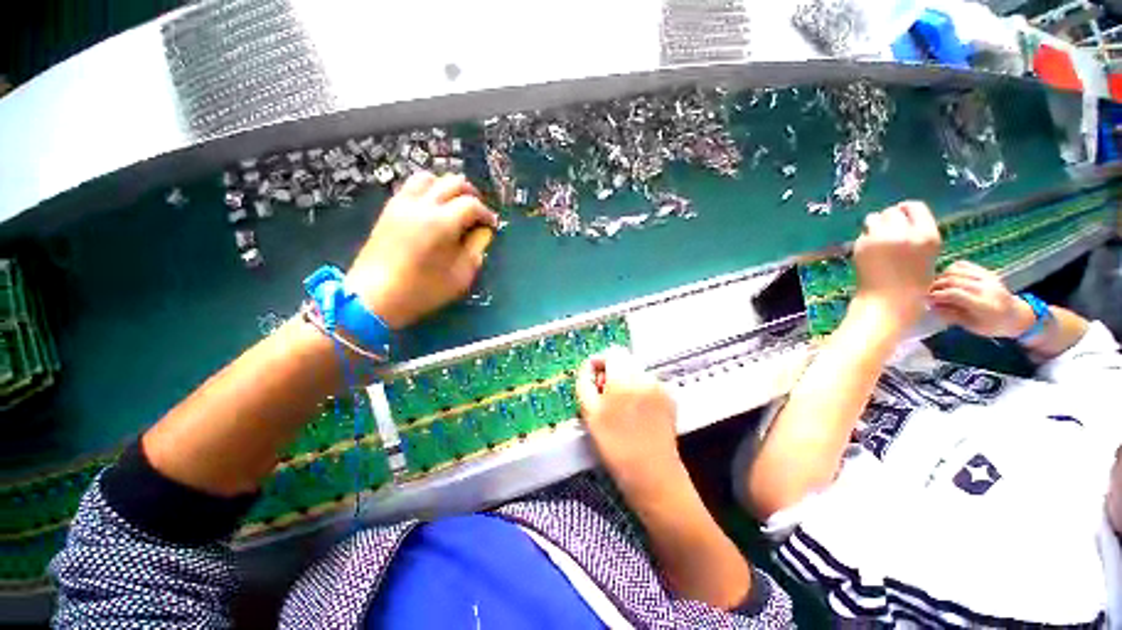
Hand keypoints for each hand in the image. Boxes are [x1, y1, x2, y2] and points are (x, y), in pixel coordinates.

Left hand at [347, 172, 498, 328]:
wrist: (373, 297)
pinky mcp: (389, 209)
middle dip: (471, 195)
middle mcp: (422, 205)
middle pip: (452, 182)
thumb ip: (475, 250)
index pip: (472, 204)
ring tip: (455, 205)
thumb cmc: (422, 291)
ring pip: (429, 177)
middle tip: (477, 213)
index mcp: (442, 223)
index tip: (491, 226)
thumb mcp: (460, 276)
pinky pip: (411, 186)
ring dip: (447, 187)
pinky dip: (428, 190)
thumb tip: (482, 232)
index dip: (486, 213)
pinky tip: (434, 209)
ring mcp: (402, 204)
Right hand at [576, 347, 682, 497]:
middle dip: (612, 372)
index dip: (599, 361)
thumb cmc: (615, 446)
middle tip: (604, 395)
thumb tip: (587, 367)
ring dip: (626, 381)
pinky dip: (640, 390)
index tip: (593, 378)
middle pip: (625, 360)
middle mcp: (645, 376)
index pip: (612, 352)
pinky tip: (637, 413)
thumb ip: (584, 384)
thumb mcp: (590, 415)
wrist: (652, 475)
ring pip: (637, 372)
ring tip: (621, 407)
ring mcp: (660, 387)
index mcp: (624, 378)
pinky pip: (649, 384)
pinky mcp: (669, 398)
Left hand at [852, 201, 941, 330]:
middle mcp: (905, 233)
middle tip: (887, 232)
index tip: (902, 218)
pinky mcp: (862, 245)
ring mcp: (882, 238)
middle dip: (889, 219)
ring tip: (878, 241)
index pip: (915, 207)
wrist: (888, 302)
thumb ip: (916, 236)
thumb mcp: (926, 255)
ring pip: (874, 217)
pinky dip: (865, 238)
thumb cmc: (912, 285)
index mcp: (928, 235)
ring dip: (875, 226)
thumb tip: (902, 220)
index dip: (906, 211)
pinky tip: (869, 252)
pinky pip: (863, 233)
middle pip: (893, 211)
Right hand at [929, 260, 1033, 337]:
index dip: (936, 295)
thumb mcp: (970, 326)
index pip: (954, 294)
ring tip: (936, 286)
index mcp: (984, 305)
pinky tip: (947, 278)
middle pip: (952, 281)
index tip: (925, 300)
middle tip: (926, 294)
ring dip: (941, 277)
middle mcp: (986, 288)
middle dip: (935, 286)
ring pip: (955, 270)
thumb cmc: (990, 326)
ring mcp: (987, 277)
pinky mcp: (986, 272)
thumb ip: (951, 314)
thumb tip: (930, 306)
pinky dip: (950, 269)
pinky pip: (963, 265)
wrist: (1015, 316)